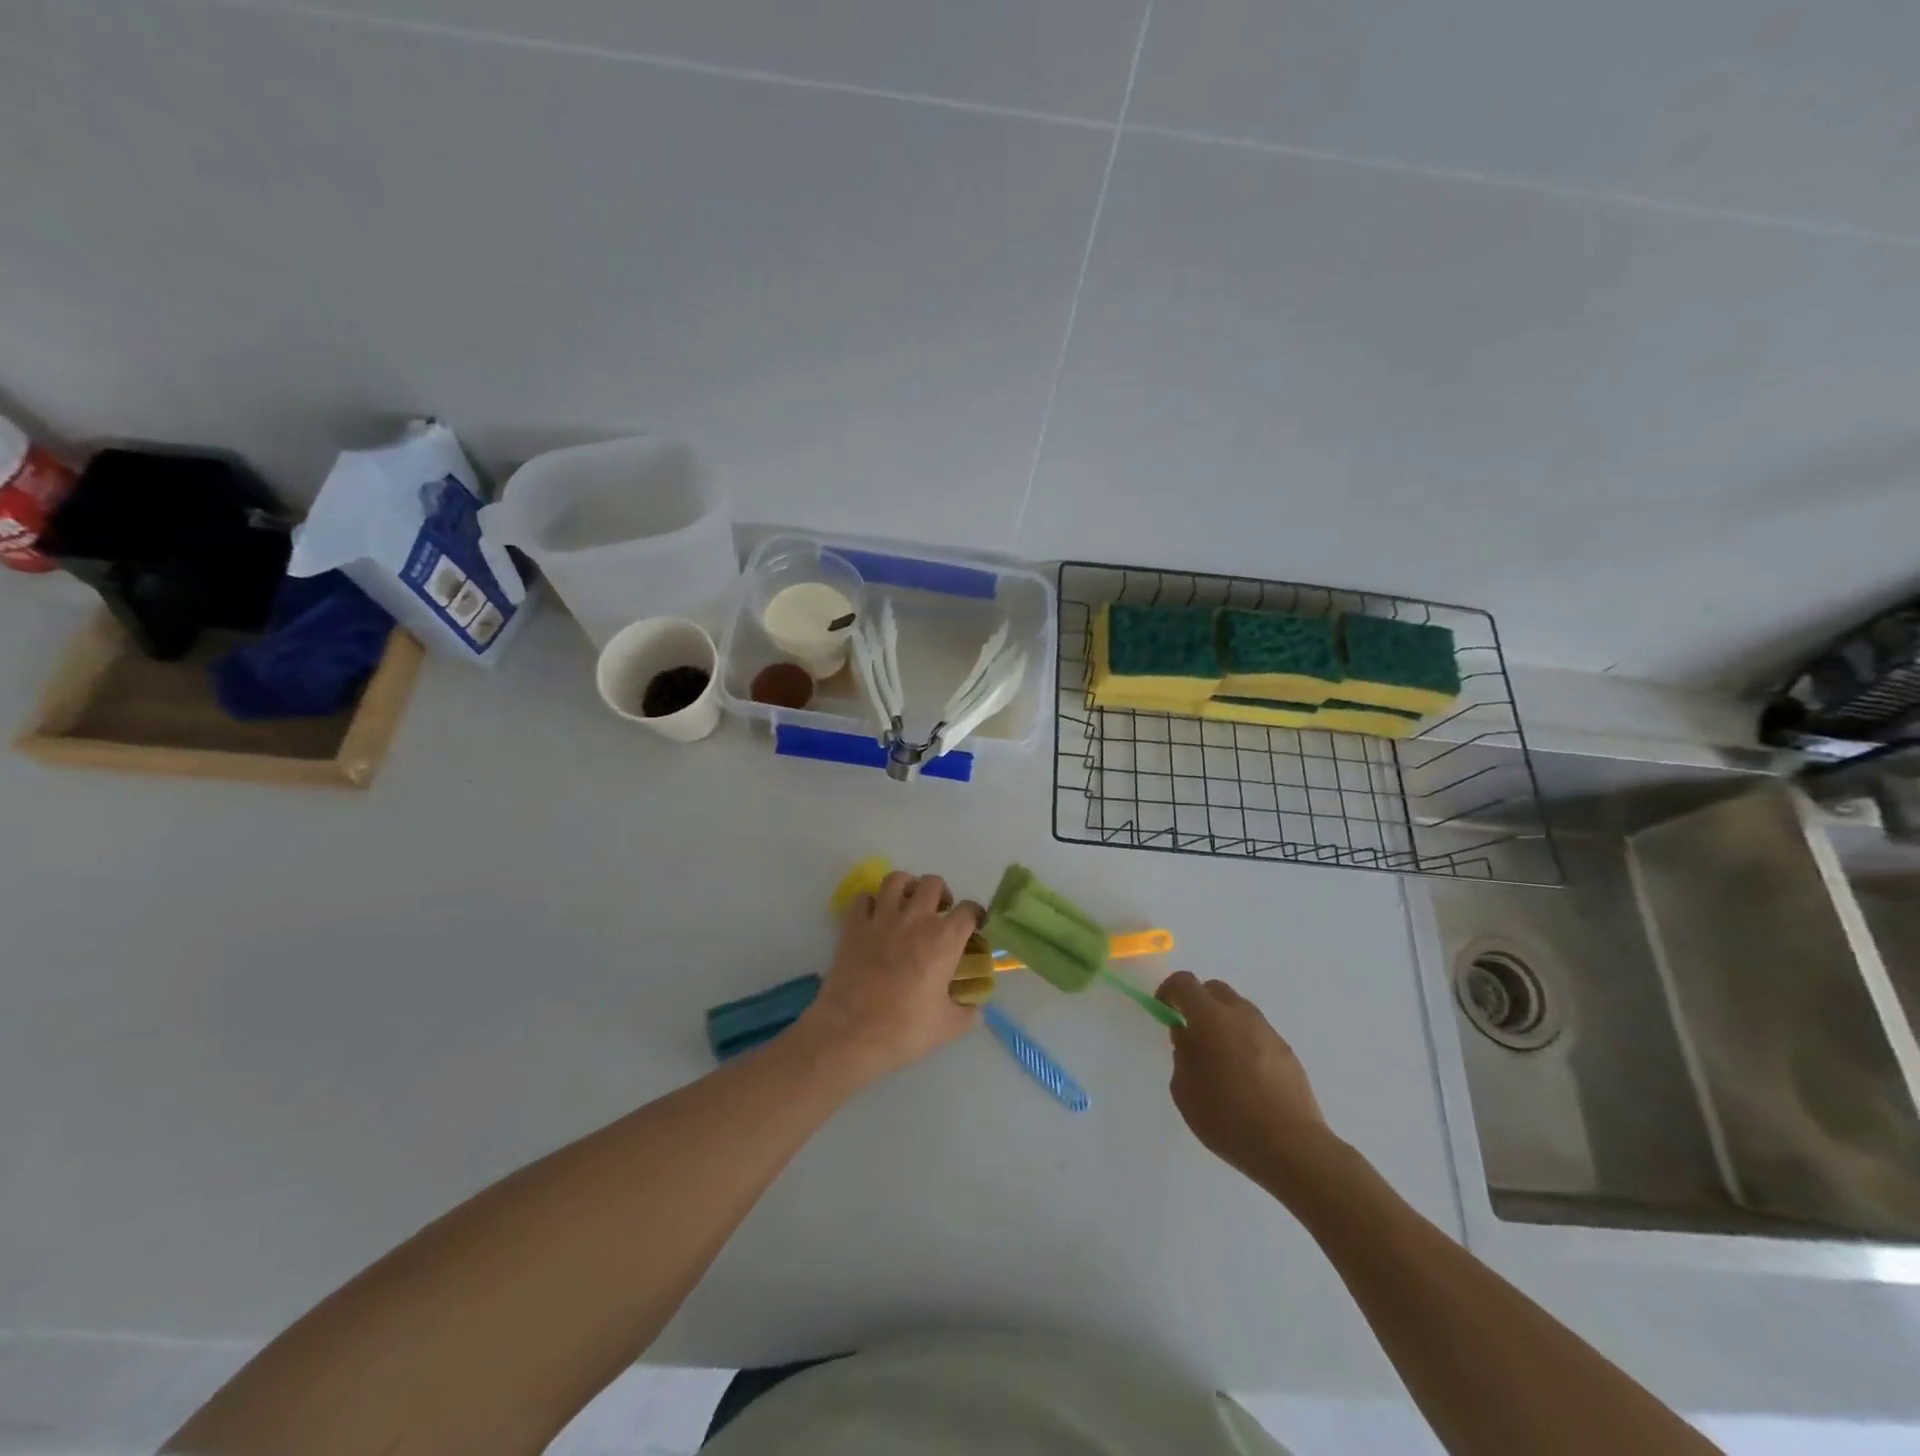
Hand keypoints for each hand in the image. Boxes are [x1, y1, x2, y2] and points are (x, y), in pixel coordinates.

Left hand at [799, 871, 983, 1081]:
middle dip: (941, 893)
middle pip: (933, 883)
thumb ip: (968, 1014)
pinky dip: (871, 902)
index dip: (975, 914)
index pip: (969, 910)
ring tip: (907, 903)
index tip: (974, 925)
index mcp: (944, 939)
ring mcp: (882, 918)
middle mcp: (915, 919)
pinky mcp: (854, 925)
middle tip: (939, 912)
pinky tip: (874, 916)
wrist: (851, 1033)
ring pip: (896, 879)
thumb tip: (976, 1009)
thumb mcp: (947, 1027)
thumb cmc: (904, 1029)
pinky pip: (863, 897)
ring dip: (906, 886)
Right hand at [1158, 972, 1341, 1199]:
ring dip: (1223, 1022)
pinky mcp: (1287, 1052)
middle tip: (1190, 1032)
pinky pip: (1257, 1033)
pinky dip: (1244, 1041)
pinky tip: (1244, 1076)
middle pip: (1214, 989)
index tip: (1164, 1011)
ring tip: (1219, 1059)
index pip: (1184, 983)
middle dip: (1198, 1002)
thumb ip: (1182, 1055)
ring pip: (1238, 1010)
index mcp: (1210, 1017)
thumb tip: (1189, 1037)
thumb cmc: (1227, 1118)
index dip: (1169, 991)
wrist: (1291, 1147)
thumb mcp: (1185, 1090)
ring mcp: (1268, 1031)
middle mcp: (1241, 1015)